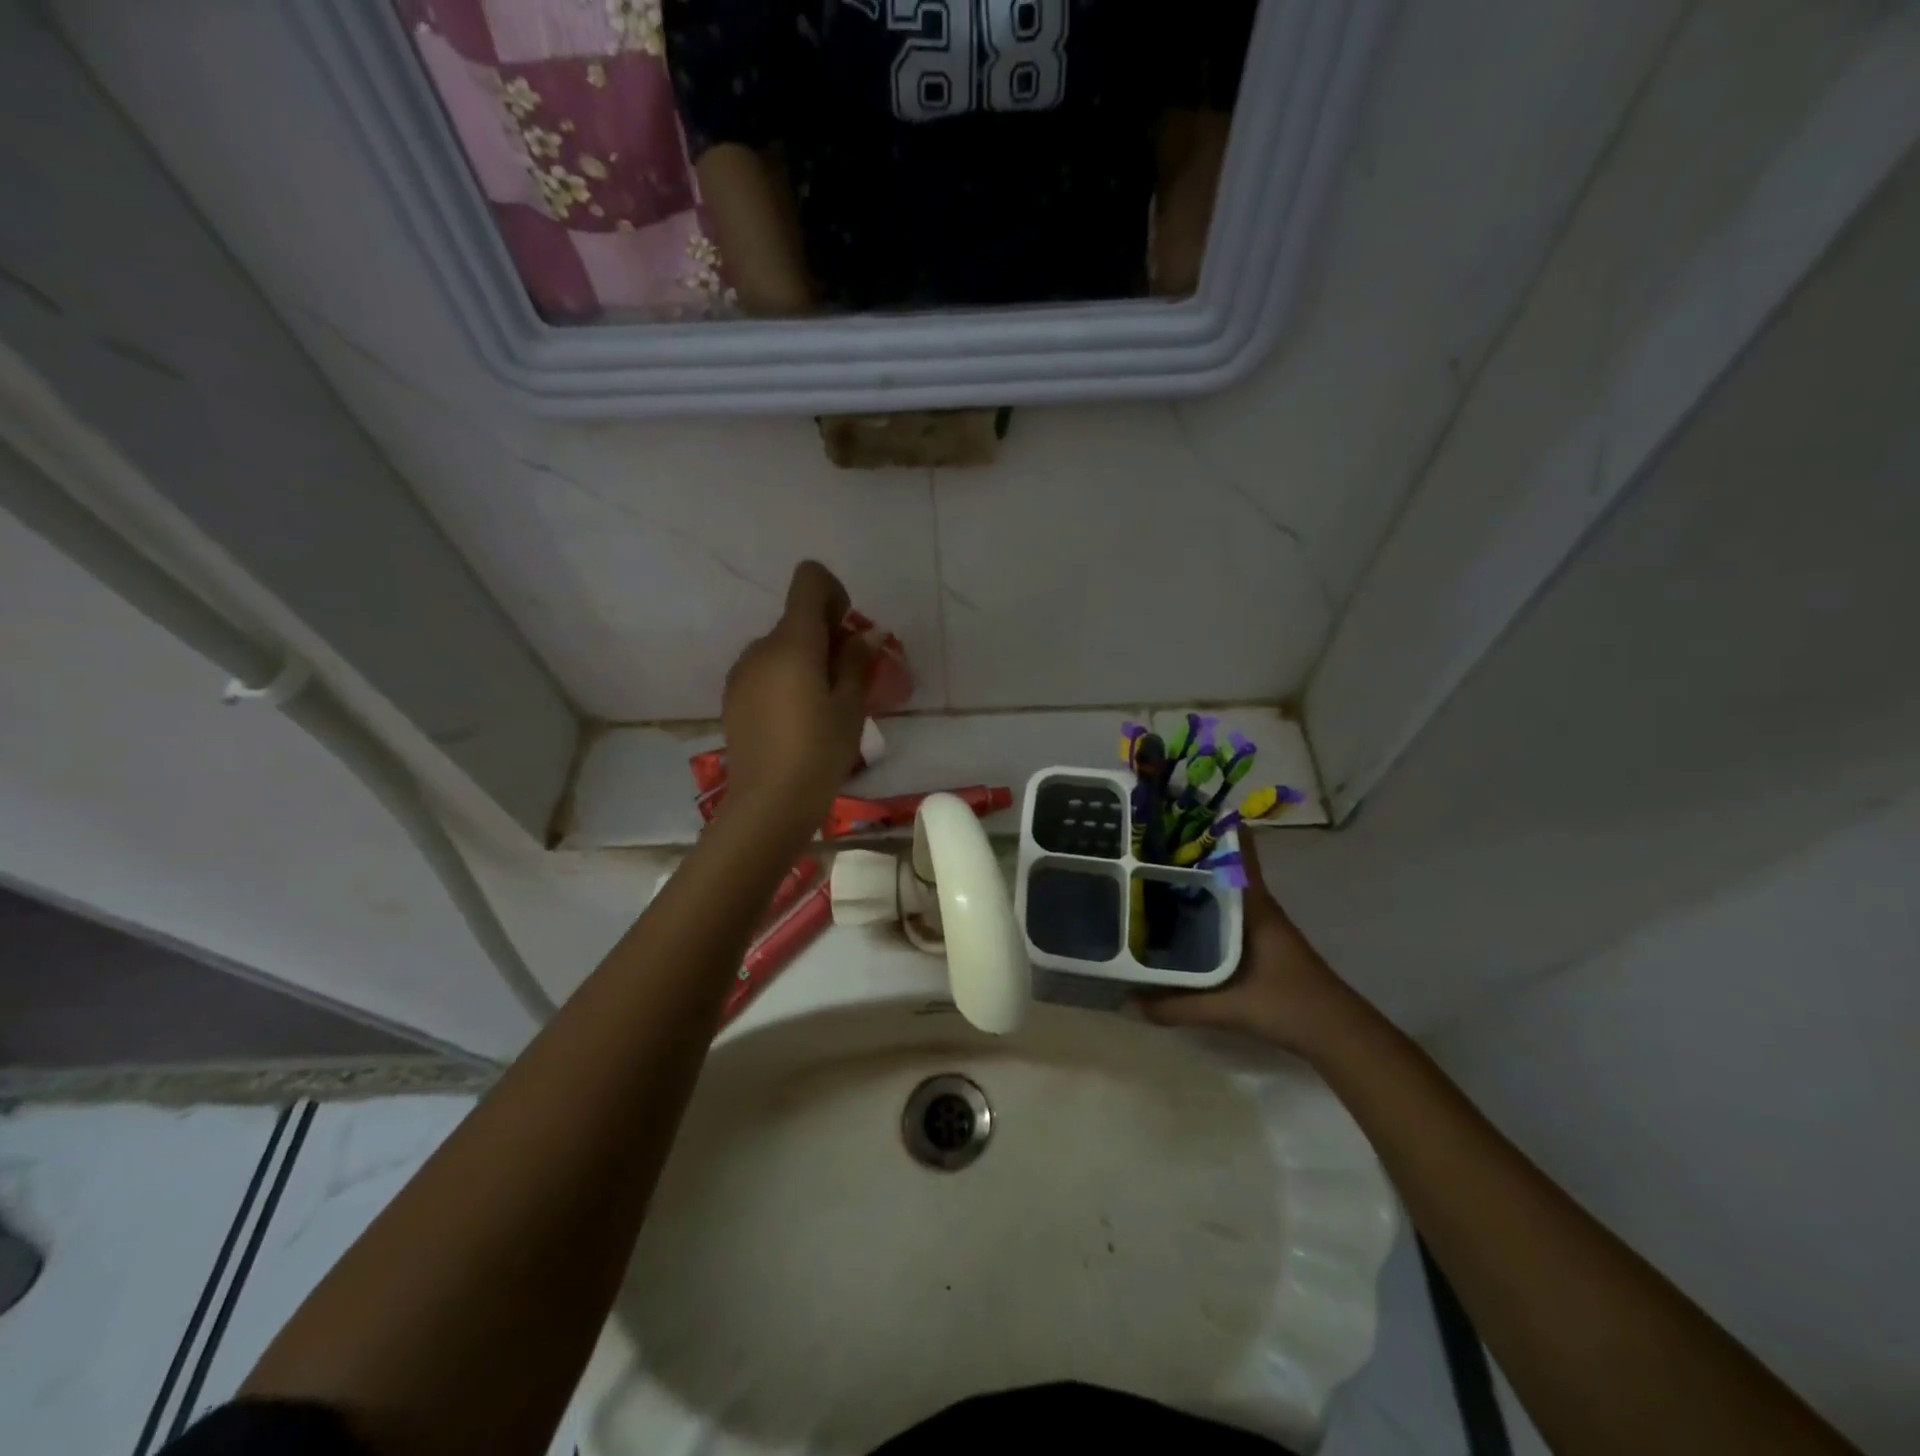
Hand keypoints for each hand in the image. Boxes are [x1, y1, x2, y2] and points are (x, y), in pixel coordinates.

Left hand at [719, 562, 872, 843]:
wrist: (768, 803)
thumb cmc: (819, 751)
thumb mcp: (850, 706)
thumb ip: (857, 661)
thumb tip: (868, 633)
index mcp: (793, 642)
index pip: (809, 581)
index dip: (833, 594)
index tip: (847, 632)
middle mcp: (761, 647)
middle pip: (797, 618)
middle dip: (826, 635)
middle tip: (850, 678)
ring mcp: (742, 672)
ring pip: (781, 647)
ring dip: (806, 659)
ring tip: (824, 705)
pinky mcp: (734, 696)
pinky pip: (766, 670)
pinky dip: (786, 679)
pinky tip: (797, 719)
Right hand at [1140, 833, 1357, 1056]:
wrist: (1336, 1034)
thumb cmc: (1287, 1005)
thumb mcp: (1227, 1007)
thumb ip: (1176, 1006)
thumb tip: (1128, 1001)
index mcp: (1252, 904)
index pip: (1236, 848)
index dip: (1210, 824)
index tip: (1175, 809)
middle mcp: (1255, 904)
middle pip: (1220, 864)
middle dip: (1185, 850)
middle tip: (1141, 840)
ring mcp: (1258, 922)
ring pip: (1220, 887)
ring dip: (1191, 877)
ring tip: (1145, 870)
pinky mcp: (1258, 941)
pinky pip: (1222, 910)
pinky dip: (1199, 904)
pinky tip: (1173, 915)